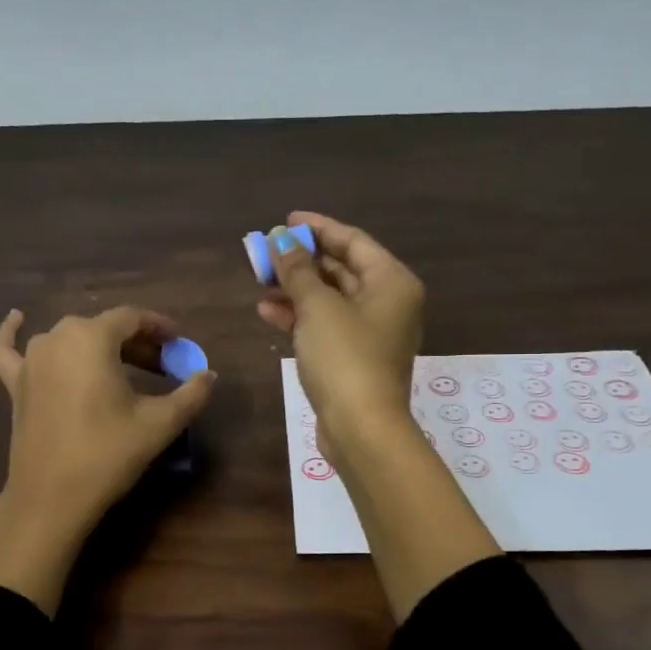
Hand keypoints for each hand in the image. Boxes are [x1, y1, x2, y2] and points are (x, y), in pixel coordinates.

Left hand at [0, 306, 215, 613]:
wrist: (52, 497)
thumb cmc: (108, 453)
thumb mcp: (160, 423)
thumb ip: (191, 394)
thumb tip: (210, 375)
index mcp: (92, 338)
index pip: (132, 318)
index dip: (159, 327)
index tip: (179, 343)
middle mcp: (57, 337)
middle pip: (103, 328)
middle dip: (136, 343)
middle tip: (161, 366)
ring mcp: (30, 360)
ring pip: (69, 339)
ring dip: (97, 346)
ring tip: (121, 364)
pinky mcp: (14, 384)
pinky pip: (9, 349)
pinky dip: (12, 332)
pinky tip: (16, 317)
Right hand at [256, 211, 423, 460]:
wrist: (361, 428)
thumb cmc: (345, 358)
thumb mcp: (317, 307)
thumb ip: (297, 270)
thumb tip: (281, 240)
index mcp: (392, 281)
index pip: (353, 240)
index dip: (318, 228)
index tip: (285, 220)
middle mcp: (388, 303)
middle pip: (341, 269)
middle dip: (302, 260)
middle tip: (266, 251)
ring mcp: (372, 333)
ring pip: (330, 299)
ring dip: (296, 288)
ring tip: (259, 280)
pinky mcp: (354, 358)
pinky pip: (326, 325)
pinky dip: (300, 316)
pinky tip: (267, 311)